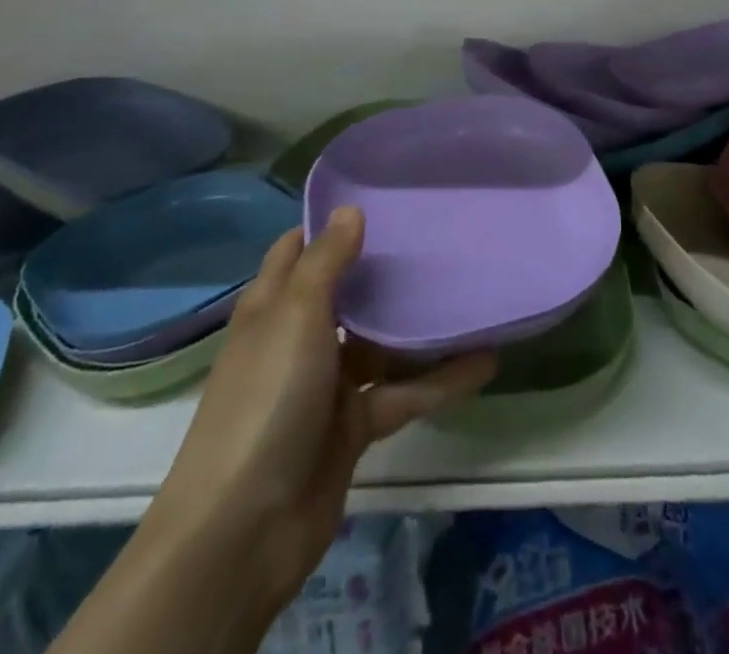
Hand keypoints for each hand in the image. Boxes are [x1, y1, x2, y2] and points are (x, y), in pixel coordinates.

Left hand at [151, 207, 495, 611]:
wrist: (243, 531)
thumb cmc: (266, 399)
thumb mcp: (295, 315)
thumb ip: (327, 261)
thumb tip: (351, 209)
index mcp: (274, 306)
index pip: (299, 249)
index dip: (331, 223)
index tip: (382, 197)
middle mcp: (300, 338)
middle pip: (348, 293)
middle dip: (386, 270)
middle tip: (439, 236)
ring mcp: (327, 385)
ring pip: (382, 343)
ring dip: (420, 327)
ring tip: (470, 293)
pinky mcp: (353, 427)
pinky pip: (403, 392)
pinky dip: (440, 380)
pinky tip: (484, 361)